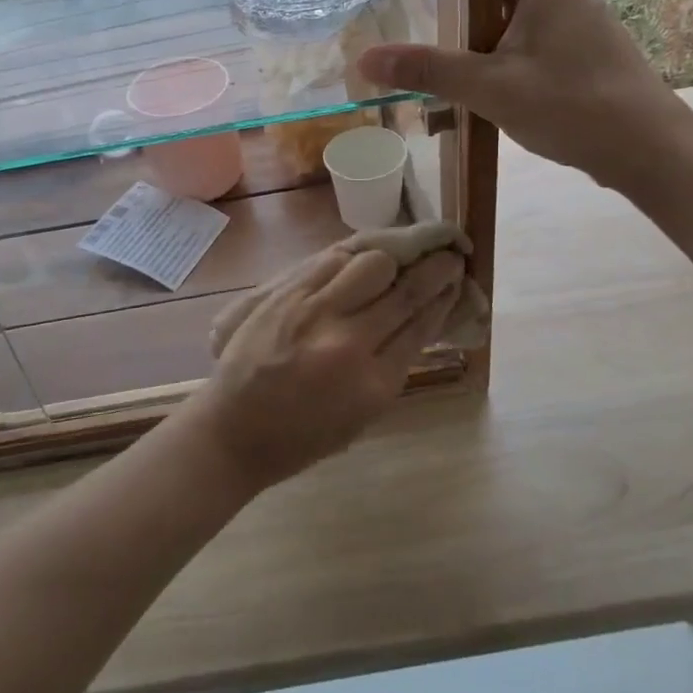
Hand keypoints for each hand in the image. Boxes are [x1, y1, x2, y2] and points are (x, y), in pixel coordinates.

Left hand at [181, 241, 463, 491]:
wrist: (234, 430)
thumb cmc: (303, 436)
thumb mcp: (363, 414)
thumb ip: (393, 365)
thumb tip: (420, 318)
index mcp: (374, 384)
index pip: (422, 324)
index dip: (445, 297)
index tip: (458, 281)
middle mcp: (349, 342)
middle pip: (406, 290)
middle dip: (435, 269)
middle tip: (448, 256)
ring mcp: (315, 312)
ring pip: (372, 263)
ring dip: (395, 257)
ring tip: (402, 257)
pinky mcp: (287, 293)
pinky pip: (332, 259)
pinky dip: (355, 255)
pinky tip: (364, 256)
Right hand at [357, 0, 692, 193]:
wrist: (649, 152)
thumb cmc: (576, 107)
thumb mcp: (493, 89)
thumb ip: (429, 70)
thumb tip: (365, 58)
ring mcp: (572, 20)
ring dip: (476, 7)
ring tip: (430, 24)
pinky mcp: (575, 49)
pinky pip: (526, 26)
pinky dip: (495, 36)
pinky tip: (470, 67)